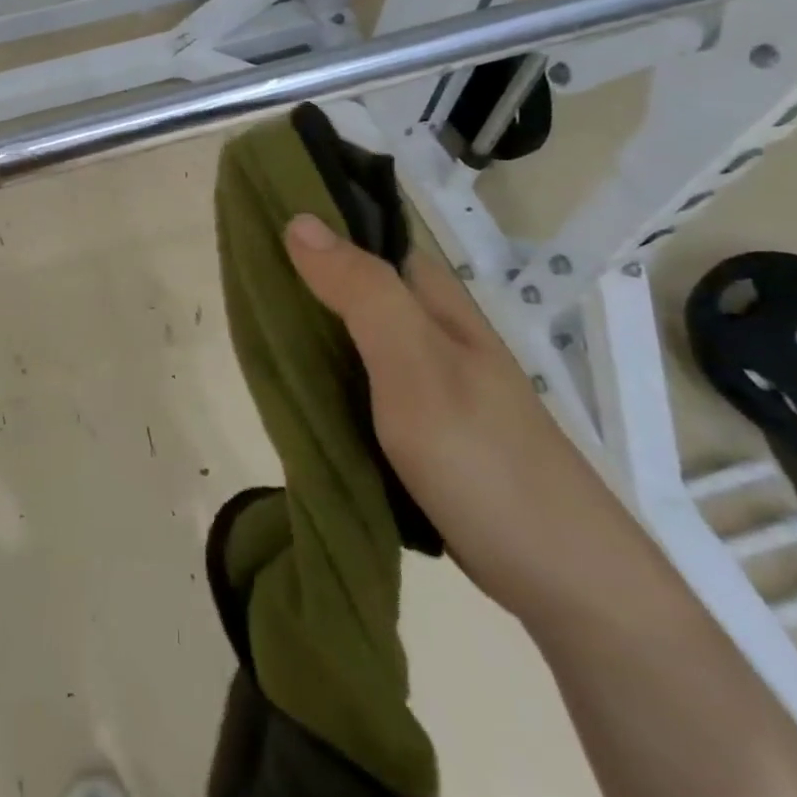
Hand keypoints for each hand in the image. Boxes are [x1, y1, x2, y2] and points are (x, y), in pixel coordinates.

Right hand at [284, 214, 666, 631]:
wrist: (563, 580)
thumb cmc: (484, 458)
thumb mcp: (416, 365)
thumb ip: (362, 292)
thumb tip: (298, 219)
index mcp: (431, 299)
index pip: (363, 234)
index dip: (310, 220)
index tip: (248, 216)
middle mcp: (426, 327)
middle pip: (348, 283)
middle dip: (294, 276)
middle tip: (233, 278)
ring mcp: (422, 377)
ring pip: (347, 333)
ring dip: (302, 326)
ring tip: (245, 324)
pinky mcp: (415, 422)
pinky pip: (353, 379)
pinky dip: (318, 373)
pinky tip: (286, 382)